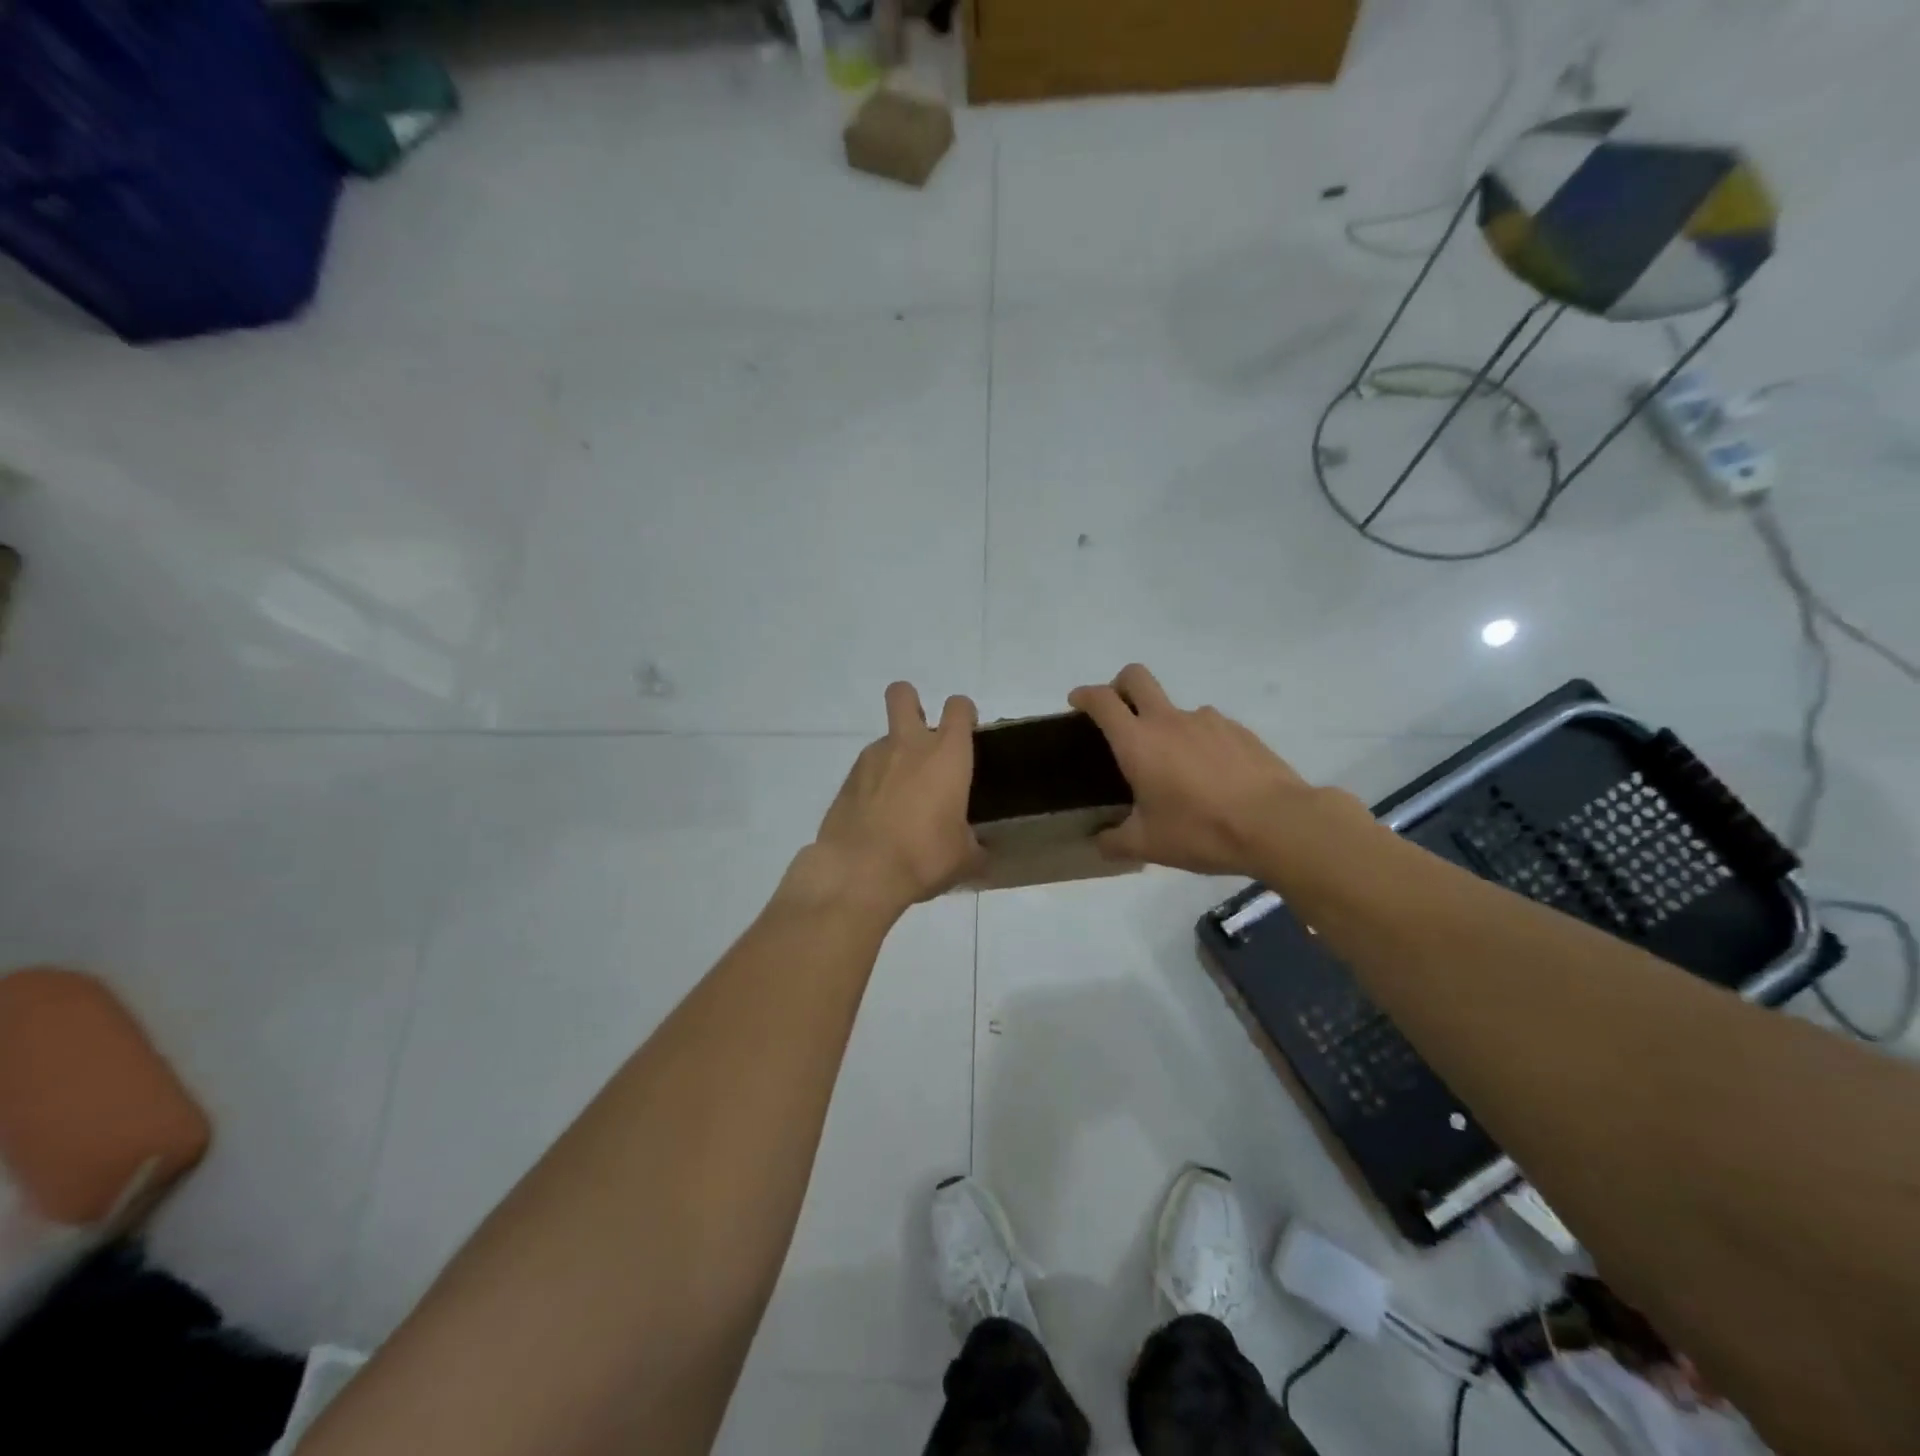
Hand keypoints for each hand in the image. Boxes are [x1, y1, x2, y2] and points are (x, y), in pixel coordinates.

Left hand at [800, 682, 985, 916]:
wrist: (860, 871)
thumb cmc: (924, 856)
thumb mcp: (963, 857)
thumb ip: (974, 845)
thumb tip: (979, 852)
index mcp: (947, 755)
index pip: (958, 708)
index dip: (964, 714)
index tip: (967, 733)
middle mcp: (908, 745)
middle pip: (903, 695)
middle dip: (911, 703)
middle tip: (921, 735)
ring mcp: (872, 759)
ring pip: (885, 739)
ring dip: (894, 756)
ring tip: (901, 798)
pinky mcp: (846, 780)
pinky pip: (866, 770)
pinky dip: (874, 784)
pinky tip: (878, 816)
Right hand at [1068, 664, 1312, 875]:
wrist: (1277, 824)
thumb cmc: (1201, 830)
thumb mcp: (1149, 845)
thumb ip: (1116, 841)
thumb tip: (1099, 842)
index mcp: (1138, 742)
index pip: (1102, 700)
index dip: (1085, 695)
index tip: (1077, 702)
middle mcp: (1169, 721)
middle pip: (1137, 677)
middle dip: (1120, 684)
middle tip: (1118, 713)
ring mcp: (1208, 721)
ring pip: (1176, 707)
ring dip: (1165, 724)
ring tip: (1175, 767)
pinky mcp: (1239, 731)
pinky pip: (1208, 727)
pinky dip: (1199, 742)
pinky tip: (1211, 776)